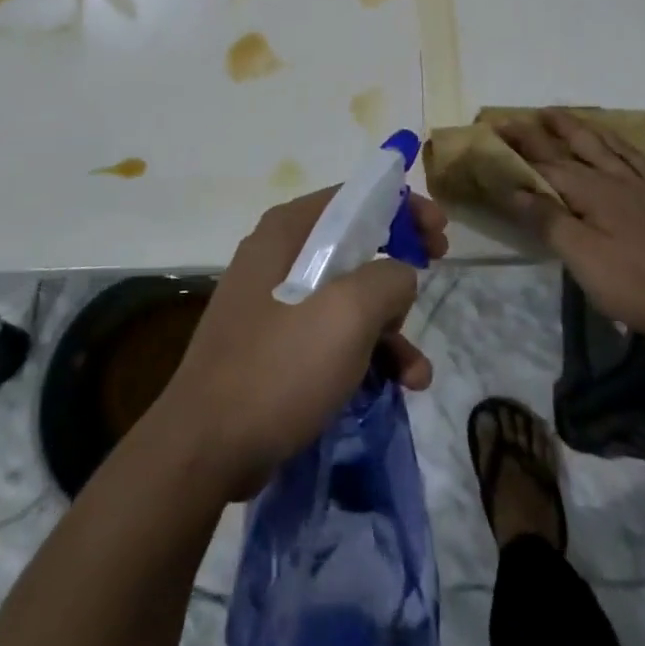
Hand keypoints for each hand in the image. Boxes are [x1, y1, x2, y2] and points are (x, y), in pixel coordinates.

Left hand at [154, 187, 448, 500]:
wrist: (206, 448)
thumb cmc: (279, 365)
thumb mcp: (348, 312)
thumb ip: (389, 278)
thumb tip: (399, 277)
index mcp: (288, 230)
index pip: (355, 197)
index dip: (401, 206)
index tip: (438, 231)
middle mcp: (279, 255)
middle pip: (355, 243)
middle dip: (401, 264)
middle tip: (437, 269)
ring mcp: (275, 303)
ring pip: (349, 296)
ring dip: (390, 326)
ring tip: (416, 370)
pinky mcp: (276, 347)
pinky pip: (332, 334)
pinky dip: (366, 353)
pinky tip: (397, 386)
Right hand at [498, 108, 644, 343]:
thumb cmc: (636, 282)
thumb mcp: (583, 257)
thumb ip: (549, 220)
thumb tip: (515, 189)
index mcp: (592, 192)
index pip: (547, 164)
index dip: (521, 148)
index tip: (498, 130)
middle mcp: (616, 179)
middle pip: (576, 147)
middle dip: (548, 131)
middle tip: (529, 113)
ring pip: (608, 147)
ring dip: (583, 130)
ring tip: (565, 117)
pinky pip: (640, 161)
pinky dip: (623, 147)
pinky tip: (619, 146)